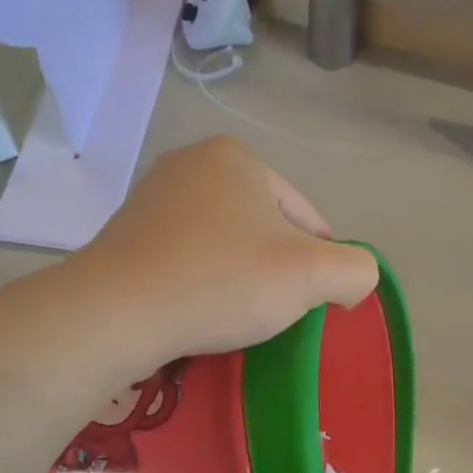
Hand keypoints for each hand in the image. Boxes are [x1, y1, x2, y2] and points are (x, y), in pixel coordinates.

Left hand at [75, 135, 378, 360]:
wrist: (116, 313)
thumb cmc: (221, 282)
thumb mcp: (313, 275)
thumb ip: (356, 269)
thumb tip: (351, 280)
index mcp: (239, 157)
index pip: (307, 219)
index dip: (318, 266)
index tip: (306, 305)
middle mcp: (193, 162)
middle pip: (265, 229)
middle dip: (275, 270)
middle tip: (268, 313)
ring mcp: (153, 196)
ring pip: (226, 244)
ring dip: (239, 277)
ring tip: (232, 315)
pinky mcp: (127, 232)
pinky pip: (188, 257)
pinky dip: (202, 282)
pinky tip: (197, 310)